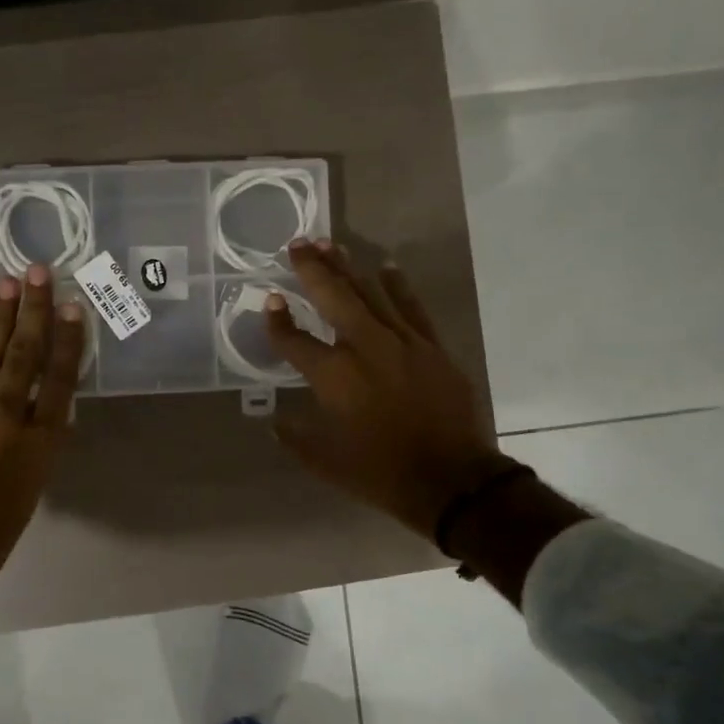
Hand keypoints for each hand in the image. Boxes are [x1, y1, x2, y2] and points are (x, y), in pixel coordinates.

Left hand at [0, 266, 85, 637]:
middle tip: (37, 272)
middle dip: (32, 312)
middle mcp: (5, 419)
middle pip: (22, 356)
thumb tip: (45, 423)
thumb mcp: (27, 498)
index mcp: (37, 445)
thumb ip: (35, 453)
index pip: (59, 381)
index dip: (67, 341)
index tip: (73, 307)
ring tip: (7, 285)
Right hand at [265, 240, 510, 539]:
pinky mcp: (431, 347)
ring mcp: (402, 342)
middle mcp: (364, 348)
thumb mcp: (327, 462)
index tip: (270, 301)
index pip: (295, 340)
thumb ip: (296, 439)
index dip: (277, 320)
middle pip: (333, 297)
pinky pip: (412, 307)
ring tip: (329, 244)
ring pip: (370, 293)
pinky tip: (386, 265)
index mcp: (333, 377)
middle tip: (297, 243)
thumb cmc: (381, 473)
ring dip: (348, 267)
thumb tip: (274, 424)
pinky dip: (398, 285)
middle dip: (312, 269)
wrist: (453, 481)